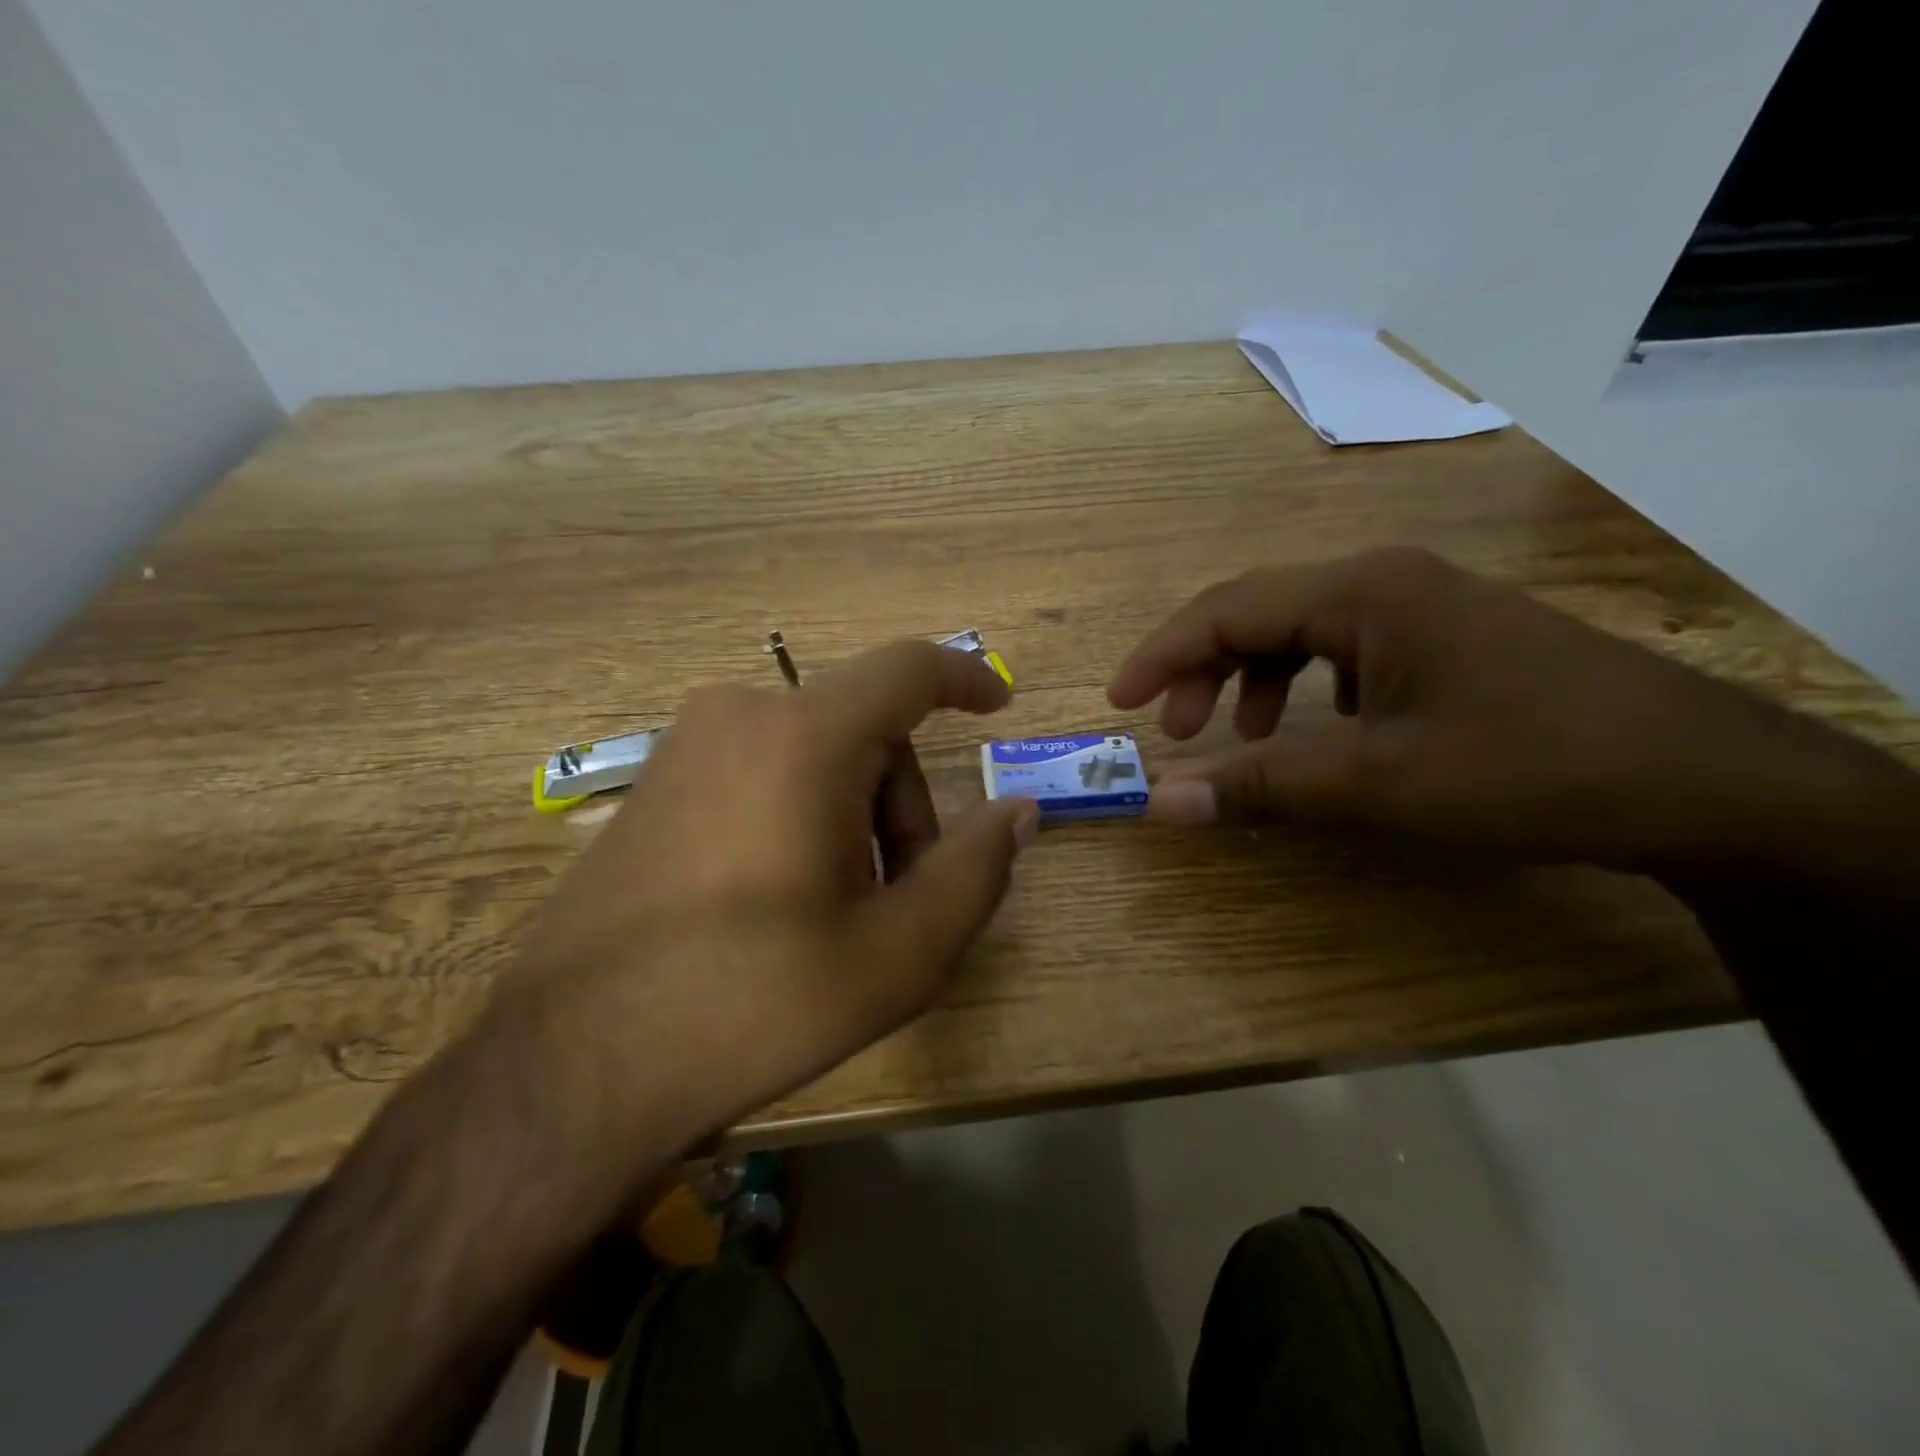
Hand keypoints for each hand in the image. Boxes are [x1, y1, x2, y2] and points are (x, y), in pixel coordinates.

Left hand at [491, 640, 1038, 1150]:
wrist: (572, 1064)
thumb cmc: (754, 1002)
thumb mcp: (898, 953)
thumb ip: (975, 870)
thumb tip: (1017, 810)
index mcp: (801, 738)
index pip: (906, 670)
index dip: (965, 677)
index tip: (998, 704)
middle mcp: (738, 716)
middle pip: (865, 730)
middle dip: (901, 805)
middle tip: (897, 899)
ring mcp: (684, 746)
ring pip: (814, 753)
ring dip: (852, 815)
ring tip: (834, 912)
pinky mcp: (654, 784)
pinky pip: (761, 769)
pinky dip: (800, 813)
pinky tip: (778, 899)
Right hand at [1109, 546, 1876, 871]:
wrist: (1700, 780)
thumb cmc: (1524, 766)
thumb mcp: (1374, 783)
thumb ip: (1258, 787)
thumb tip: (1159, 804)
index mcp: (1360, 593)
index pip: (1227, 609)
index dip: (1162, 655)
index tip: (1119, 702)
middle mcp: (1385, 581)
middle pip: (1258, 611)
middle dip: (1204, 669)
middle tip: (1179, 733)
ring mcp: (1422, 604)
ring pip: (1301, 629)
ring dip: (1253, 678)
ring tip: (1239, 737)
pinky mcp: (1447, 636)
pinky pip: (1346, 648)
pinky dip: (1307, 687)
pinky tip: (1320, 729)